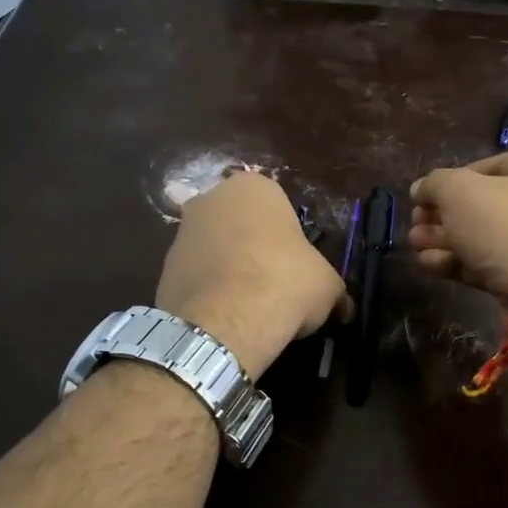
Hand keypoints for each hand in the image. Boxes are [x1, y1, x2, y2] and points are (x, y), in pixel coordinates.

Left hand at [155, 172, 348, 376]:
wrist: (225, 321)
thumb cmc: (284, 282)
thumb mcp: (327, 285)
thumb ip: (333, 289)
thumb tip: (344, 309)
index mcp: (254, 187)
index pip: (279, 206)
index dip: (291, 239)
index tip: (297, 268)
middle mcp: (211, 198)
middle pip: (242, 224)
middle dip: (255, 249)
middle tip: (275, 284)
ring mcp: (181, 231)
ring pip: (216, 249)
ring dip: (230, 270)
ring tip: (249, 307)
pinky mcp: (163, 267)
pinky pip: (197, 276)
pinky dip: (210, 291)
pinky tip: (225, 316)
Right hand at [409, 146, 507, 313]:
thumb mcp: (461, 193)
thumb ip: (435, 184)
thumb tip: (422, 189)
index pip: (490, 166)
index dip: (448, 183)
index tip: (421, 200)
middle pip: (489, 204)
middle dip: (444, 218)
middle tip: (415, 228)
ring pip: (491, 235)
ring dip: (449, 241)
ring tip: (416, 248)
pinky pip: (501, 261)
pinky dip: (466, 262)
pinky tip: (431, 266)